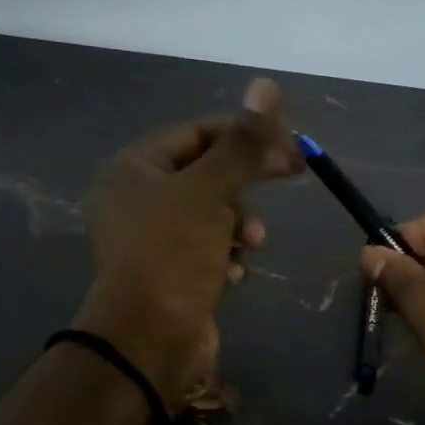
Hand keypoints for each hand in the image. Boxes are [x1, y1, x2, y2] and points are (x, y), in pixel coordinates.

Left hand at [75, 80, 302, 410]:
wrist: (150, 339)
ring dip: (239, 226)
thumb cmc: (174, 252)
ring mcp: (151, 240)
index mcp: (133, 168)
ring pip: (212, 215)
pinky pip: (206, 251)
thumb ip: (242, 141)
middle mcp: (136, 199)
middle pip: (207, 173)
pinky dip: (226, 257)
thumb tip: (267, 85)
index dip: (246, 134)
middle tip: (289, 180)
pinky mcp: (168, 274)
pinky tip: (233, 274)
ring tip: (249, 245)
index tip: (291, 147)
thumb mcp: (211, 189)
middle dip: (244, 186)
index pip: (198, 132)